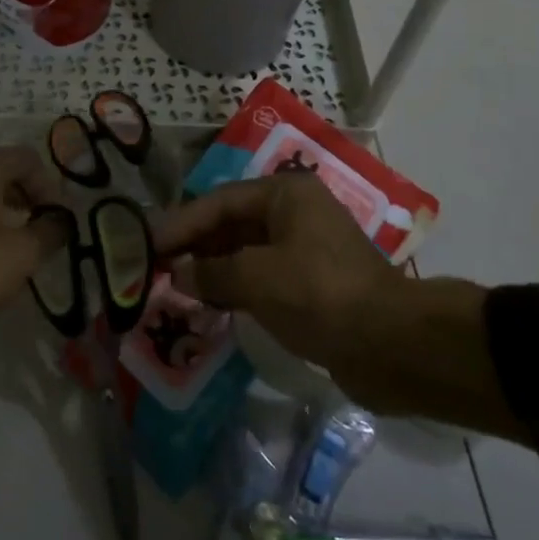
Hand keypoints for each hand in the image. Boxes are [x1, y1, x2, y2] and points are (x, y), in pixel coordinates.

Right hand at [156, 174, 398, 396]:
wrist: (391, 345)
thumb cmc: (318, 294)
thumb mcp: (256, 278)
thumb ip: (211, 271)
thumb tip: (180, 273)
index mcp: (284, 194)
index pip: (218, 202)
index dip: (180, 223)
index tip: (147, 243)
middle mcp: (294, 212)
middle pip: (231, 223)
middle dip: (195, 244)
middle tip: (155, 265)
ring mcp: (305, 247)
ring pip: (245, 250)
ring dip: (212, 267)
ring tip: (175, 284)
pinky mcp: (312, 282)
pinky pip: (262, 275)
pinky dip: (235, 285)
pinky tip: (210, 301)